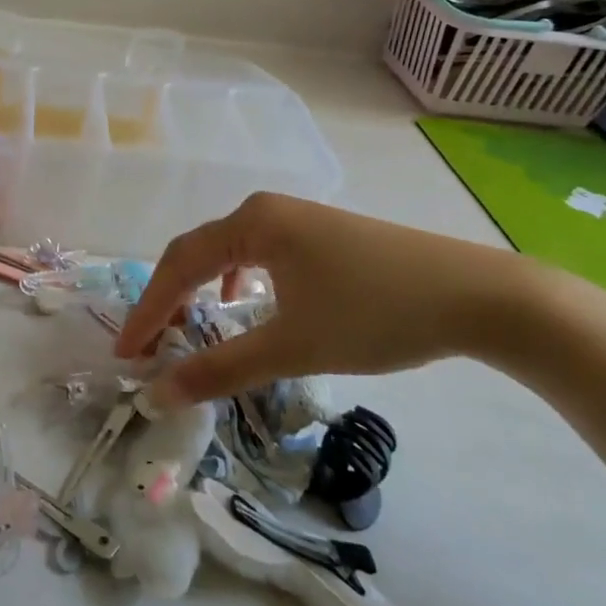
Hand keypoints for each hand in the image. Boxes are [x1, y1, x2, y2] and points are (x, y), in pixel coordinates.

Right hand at [114, 193, 541, 405]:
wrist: (480, 296)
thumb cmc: (376, 314)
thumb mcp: (292, 347)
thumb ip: (219, 370)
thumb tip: (158, 395)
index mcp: (251, 223)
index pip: (177, 265)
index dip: (147, 311)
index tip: (126, 354)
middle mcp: (266, 210)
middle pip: (197, 253)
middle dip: (169, 301)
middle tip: (149, 347)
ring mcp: (297, 217)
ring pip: (228, 252)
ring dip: (200, 291)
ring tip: (189, 329)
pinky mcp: (321, 234)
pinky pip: (258, 253)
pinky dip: (236, 282)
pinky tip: (246, 304)